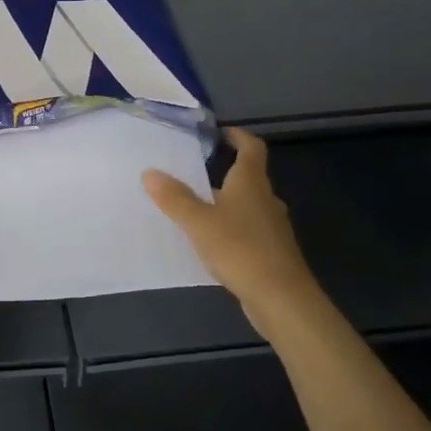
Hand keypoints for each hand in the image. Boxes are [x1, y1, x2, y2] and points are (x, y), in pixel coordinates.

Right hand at [143, 128, 321, 316]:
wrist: (281, 298)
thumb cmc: (240, 249)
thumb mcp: (199, 222)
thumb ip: (174, 198)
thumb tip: (149, 172)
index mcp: (251, 183)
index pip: (252, 148)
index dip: (238, 136)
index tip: (220, 132)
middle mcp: (265, 199)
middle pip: (248, 177)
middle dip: (223, 172)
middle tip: (192, 173)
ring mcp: (272, 227)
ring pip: (246, 205)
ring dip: (224, 203)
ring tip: (194, 207)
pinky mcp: (271, 252)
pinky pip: (247, 230)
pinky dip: (229, 228)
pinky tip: (209, 242)